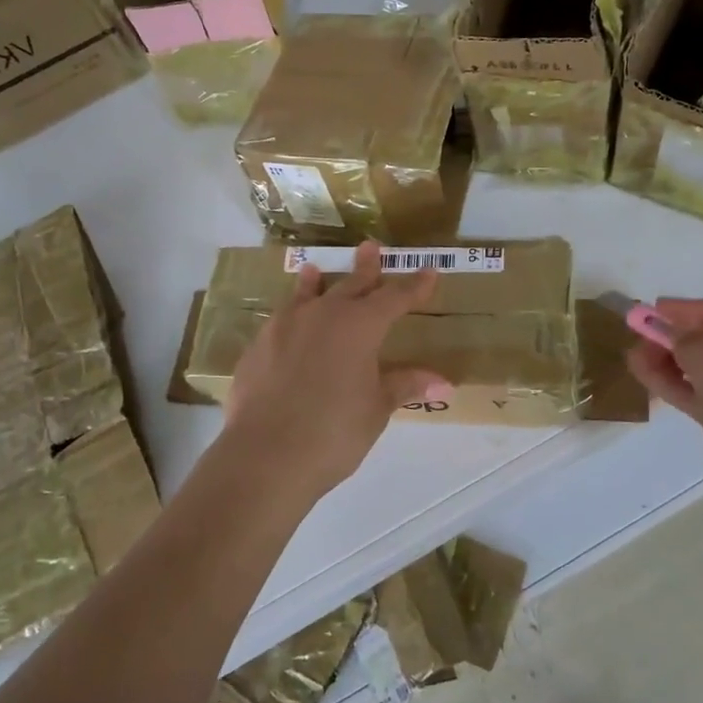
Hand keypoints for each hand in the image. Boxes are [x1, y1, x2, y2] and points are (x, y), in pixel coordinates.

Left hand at [216, 242, 449, 501]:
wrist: (265, 454)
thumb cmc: (334, 432)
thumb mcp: (376, 409)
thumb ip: (404, 386)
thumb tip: (443, 383)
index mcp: (359, 326)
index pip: (395, 298)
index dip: (414, 286)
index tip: (429, 272)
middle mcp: (323, 315)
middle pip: (350, 285)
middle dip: (365, 269)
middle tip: (370, 247)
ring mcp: (285, 327)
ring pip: (306, 295)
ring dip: (315, 282)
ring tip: (314, 269)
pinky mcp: (258, 346)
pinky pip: (280, 321)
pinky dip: (290, 315)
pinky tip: (286, 324)